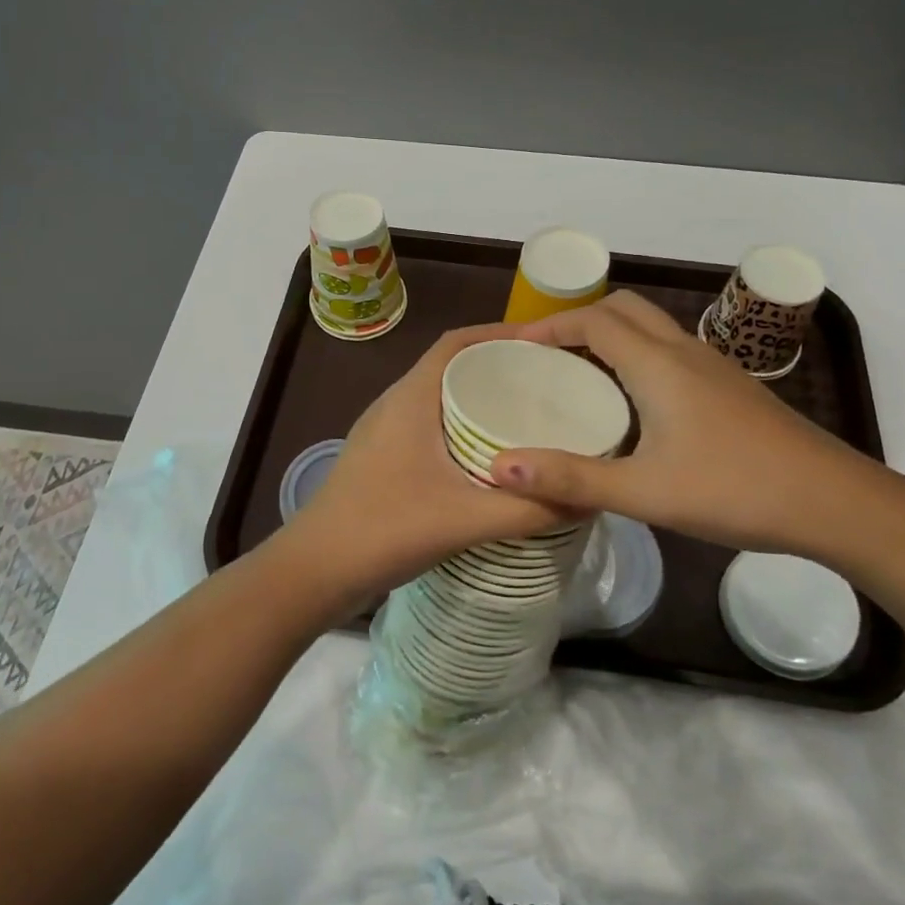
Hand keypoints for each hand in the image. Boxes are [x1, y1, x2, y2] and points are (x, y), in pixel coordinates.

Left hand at [280, 324, 578, 612]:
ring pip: (439, 400)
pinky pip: (429, 427)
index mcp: (410, 398)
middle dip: (497, 368)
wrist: (314, 571)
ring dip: (478, 400)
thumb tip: (591, 496)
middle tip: (548, 384)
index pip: (455, 343)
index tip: (543, 343)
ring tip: (528, 416)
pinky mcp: (382, 459)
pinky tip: (489, 460)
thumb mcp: (466, 519)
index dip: (497, 333)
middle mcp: (395, 404)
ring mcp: (384, 433)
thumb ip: (530, 509)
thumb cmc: (385, 528)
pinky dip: (462, 429)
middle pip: (451, 368)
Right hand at [489, 291, 878, 558]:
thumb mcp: (644, 492)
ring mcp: (713, 367)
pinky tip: (633, 403)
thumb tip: (499, 466)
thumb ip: (571, 478)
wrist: (834, 502)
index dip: (551, 326)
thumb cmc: (734, 490)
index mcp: (658, 364)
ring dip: (610, 336)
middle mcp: (684, 351)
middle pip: (623, 309)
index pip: (594, 320)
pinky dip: (637, 355)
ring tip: (580, 374)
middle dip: (579, 320)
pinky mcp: (731, 387)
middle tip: (546, 355)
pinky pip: (671, 351)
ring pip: (651, 328)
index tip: (516, 346)